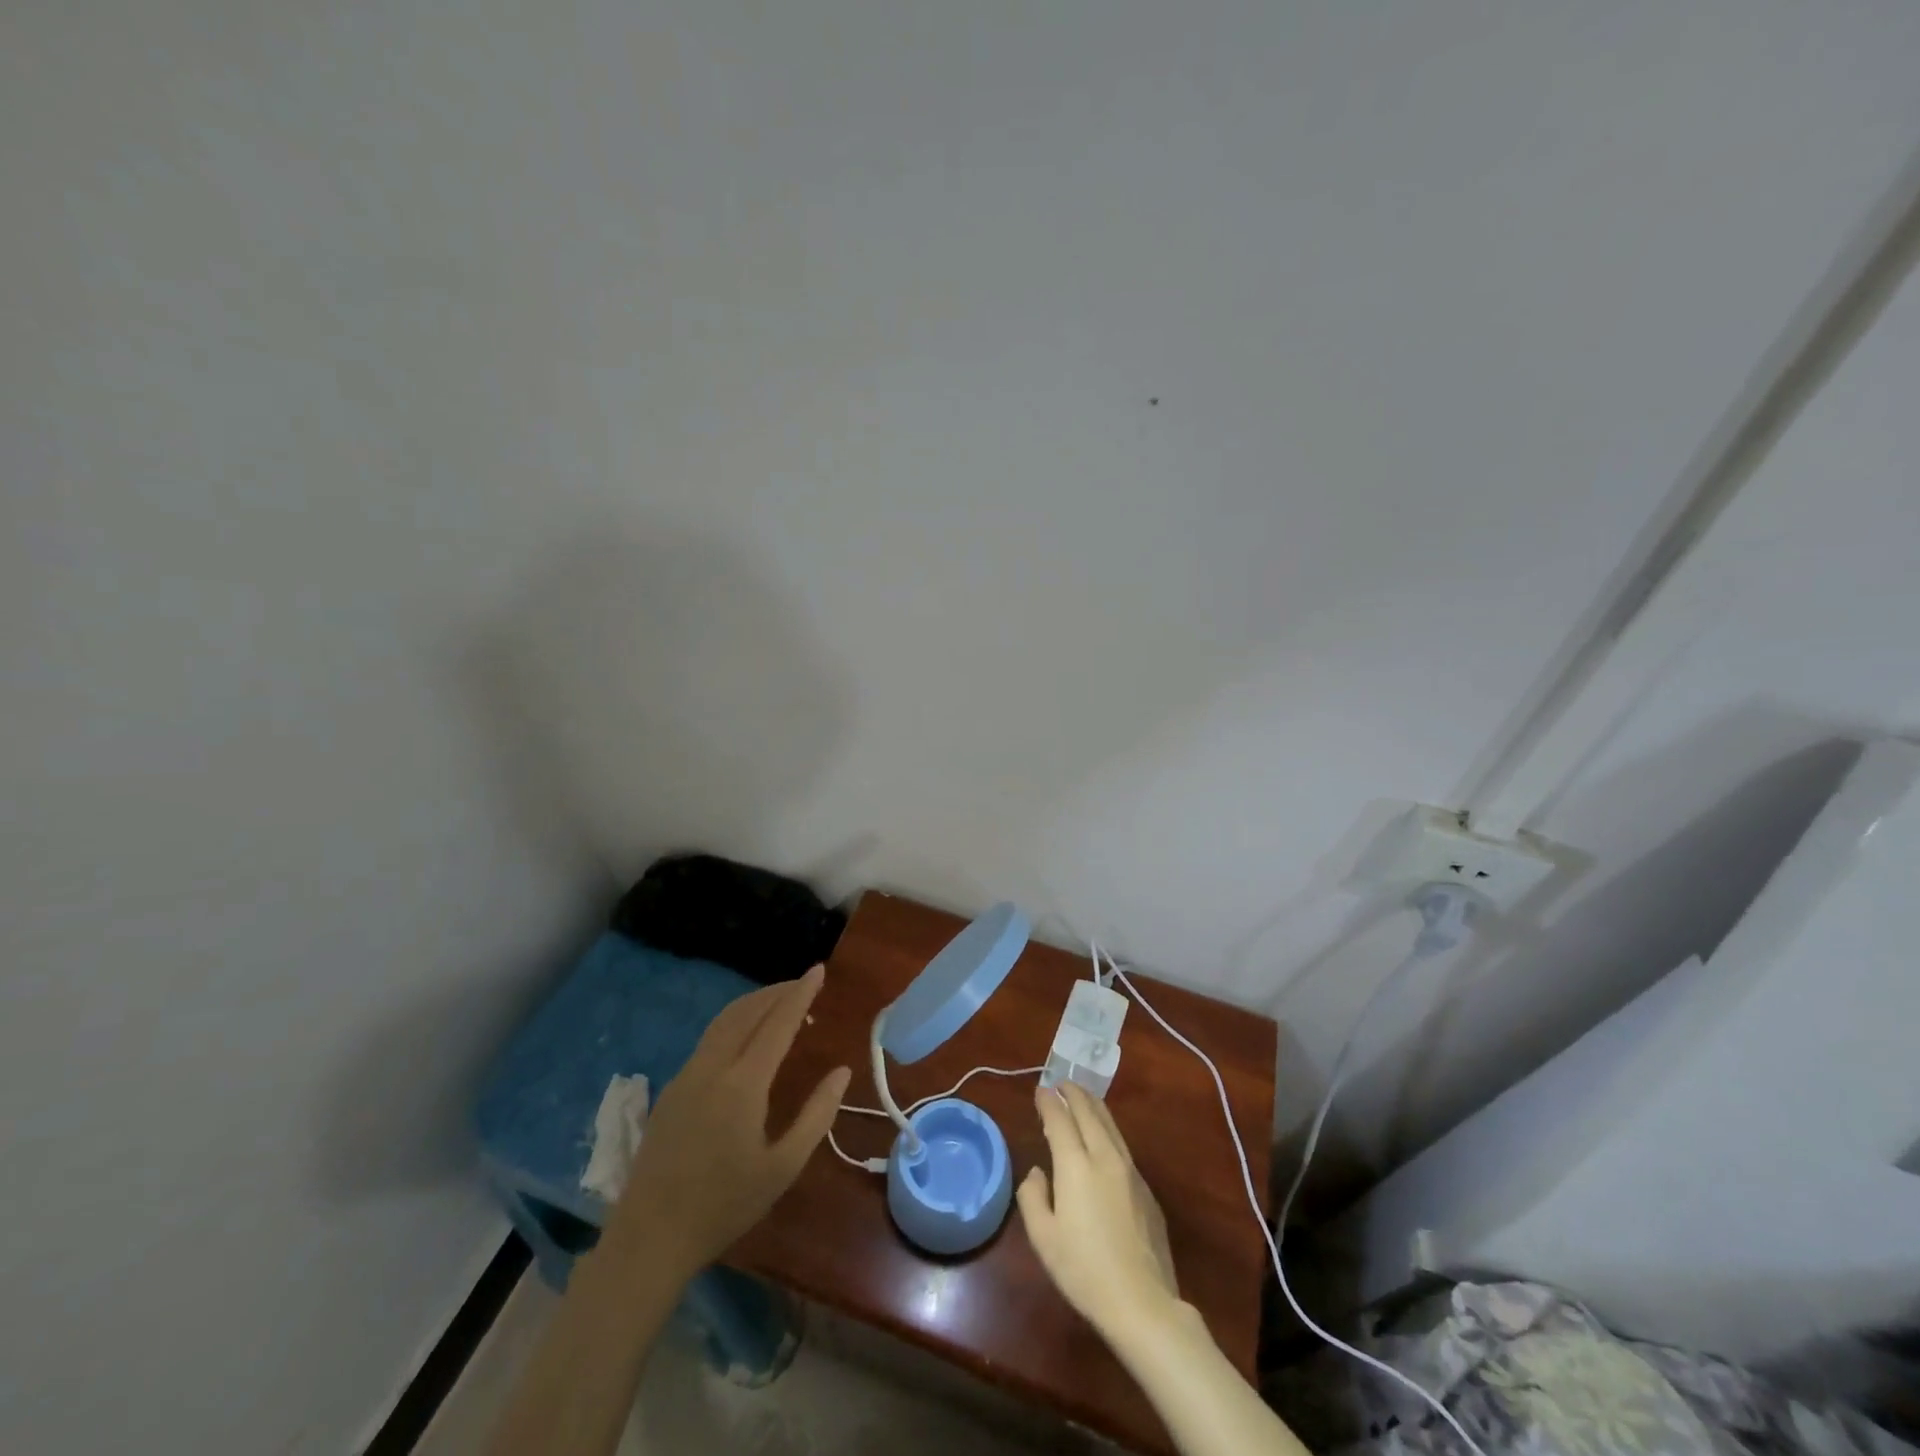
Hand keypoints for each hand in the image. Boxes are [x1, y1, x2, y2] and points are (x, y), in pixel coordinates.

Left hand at [611, 965, 850, 1275]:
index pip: (777, 1023)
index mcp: (743, 1084)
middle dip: (778, 992)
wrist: (650, 1238)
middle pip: (747, 1011)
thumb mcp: (783, 1167)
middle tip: (804, 984)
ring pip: (724, 1021)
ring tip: (780, 1003)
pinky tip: (746, 1037)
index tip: (818, 970)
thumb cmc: (724, 1205)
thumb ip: (817, 1115)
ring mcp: (686, 1075)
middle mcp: (712, 1068)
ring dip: (754, 1003)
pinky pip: (709, 1039)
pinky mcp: (672, 1089)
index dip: (800, 993)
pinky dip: (735, 1022)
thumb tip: (841, 1072)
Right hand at [1017, 1082, 1181, 1343]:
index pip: (1059, 1119)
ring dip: (1094, 1106)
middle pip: (1089, 1112)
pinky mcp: (1146, 1189)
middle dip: (1074, 1093)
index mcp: (1076, 1165)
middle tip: (1062, 1083)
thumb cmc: (1084, 1270)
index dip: (1048, 1102)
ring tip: (1083, 1098)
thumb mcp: (1043, 1238)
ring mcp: (1130, 1171)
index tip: (1041, 1090)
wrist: (1142, 1302)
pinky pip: (1123, 1145)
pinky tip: (1104, 1139)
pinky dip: (1108, 1129)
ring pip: (1110, 1124)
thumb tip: (1038, 1173)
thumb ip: (1033, 1197)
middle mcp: (1104, 1157)